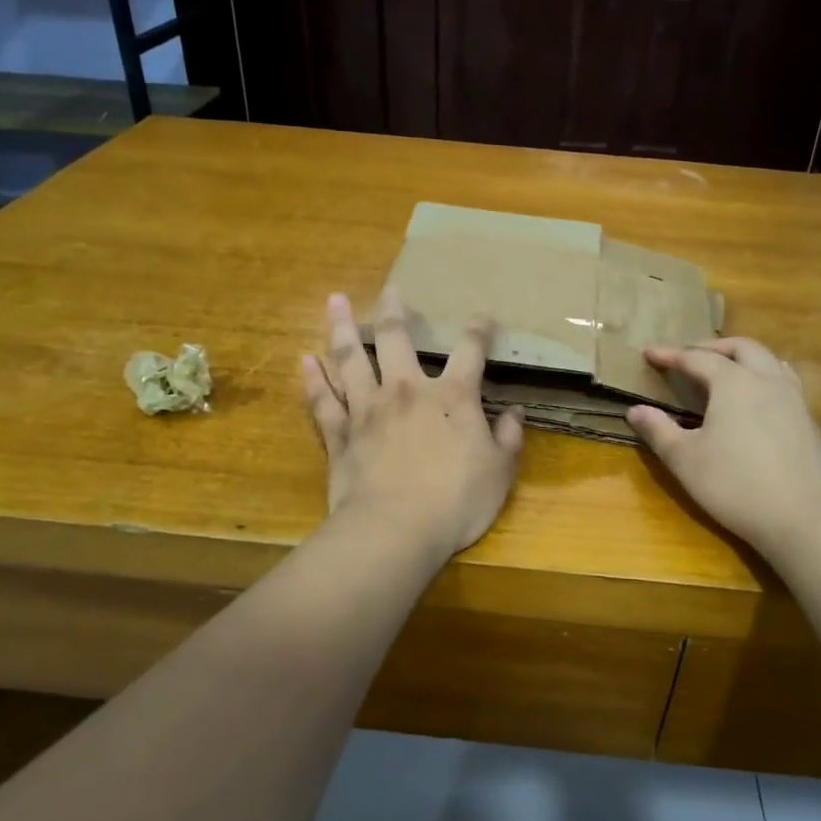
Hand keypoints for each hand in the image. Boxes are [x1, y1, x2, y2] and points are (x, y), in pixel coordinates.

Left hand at [302, 288, 524, 558]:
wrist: (395, 530)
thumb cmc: (456, 502)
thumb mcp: (499, 472)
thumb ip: (508, 438)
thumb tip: (515, 412)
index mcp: (451, 397)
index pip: (469, 351)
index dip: (478, 330)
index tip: (483, 317)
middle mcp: (406, 391)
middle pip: (396, 339)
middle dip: (394, 311)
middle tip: (390, 289)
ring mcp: (367, 410)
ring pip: (351, 359)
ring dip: (341, 328)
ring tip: (333, 301)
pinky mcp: (339, 434)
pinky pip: (322, 400)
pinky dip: (313, 379)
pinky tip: (305, 360)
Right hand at [627, 337, 820, 560]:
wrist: (803, 520)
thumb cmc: (735, 486)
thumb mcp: (685, 460)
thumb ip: (658, 431)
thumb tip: (635, 410)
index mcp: (733, 383)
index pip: (696, 358)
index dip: (670, 355)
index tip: (649, 353)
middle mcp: (766, 380)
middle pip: (740, 347)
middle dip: (710, 346)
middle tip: (687, 357)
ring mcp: (794, 399)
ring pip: (768, 359)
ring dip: (741, 357)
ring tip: (724, 369)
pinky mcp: (809, 420)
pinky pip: (784, 381)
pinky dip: (764, 375)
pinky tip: (758, 397)